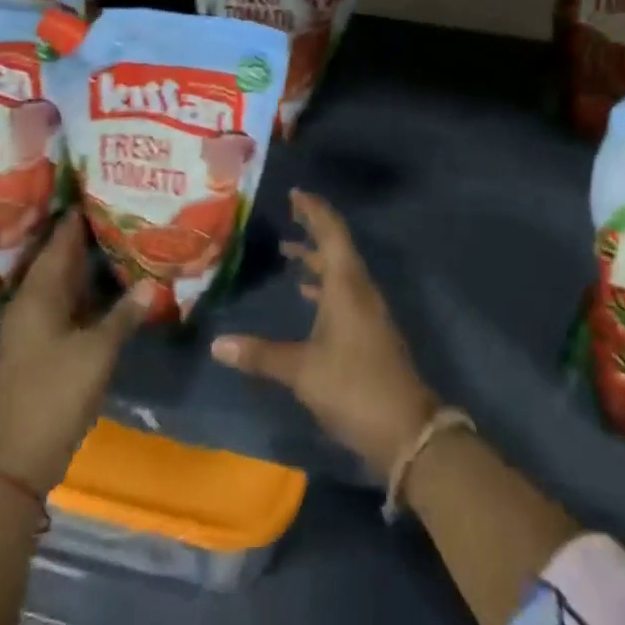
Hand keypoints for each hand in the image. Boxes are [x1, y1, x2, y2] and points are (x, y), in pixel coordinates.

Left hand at [0, 212, 153, 494]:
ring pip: (61, 284)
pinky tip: (109, 288)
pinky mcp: (38, 346)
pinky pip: (63, 305)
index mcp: (37, 295)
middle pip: (58, 260)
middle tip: (117, 211)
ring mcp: (31, 326)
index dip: (77, 216)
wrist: (19, 457)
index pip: (58, 242)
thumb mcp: (97, 351)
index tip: (99, 188)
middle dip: (85, 237)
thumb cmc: (56, 394)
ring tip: (119, 240)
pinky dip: (84, 292)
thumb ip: (125, 314)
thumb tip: (151, 283)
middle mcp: (29, 303)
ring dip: (86, 265)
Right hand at [210, 190, 437, 475]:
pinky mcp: (369, 332)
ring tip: (288, 251)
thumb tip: (217, 344)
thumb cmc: (353, 387)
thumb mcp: (302, 371)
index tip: (296, 193)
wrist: (407, 430)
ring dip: (317, 257)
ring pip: (340, 270)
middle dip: (314, 228)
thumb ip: (260, 355)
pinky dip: (324, 283)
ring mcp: (367, 312)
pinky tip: (306, 294)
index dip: (315, 210)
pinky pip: (344, 292)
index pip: (331, 233)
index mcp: (346, 286)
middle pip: (337, 246)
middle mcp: (359, 290)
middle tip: (290, 212)